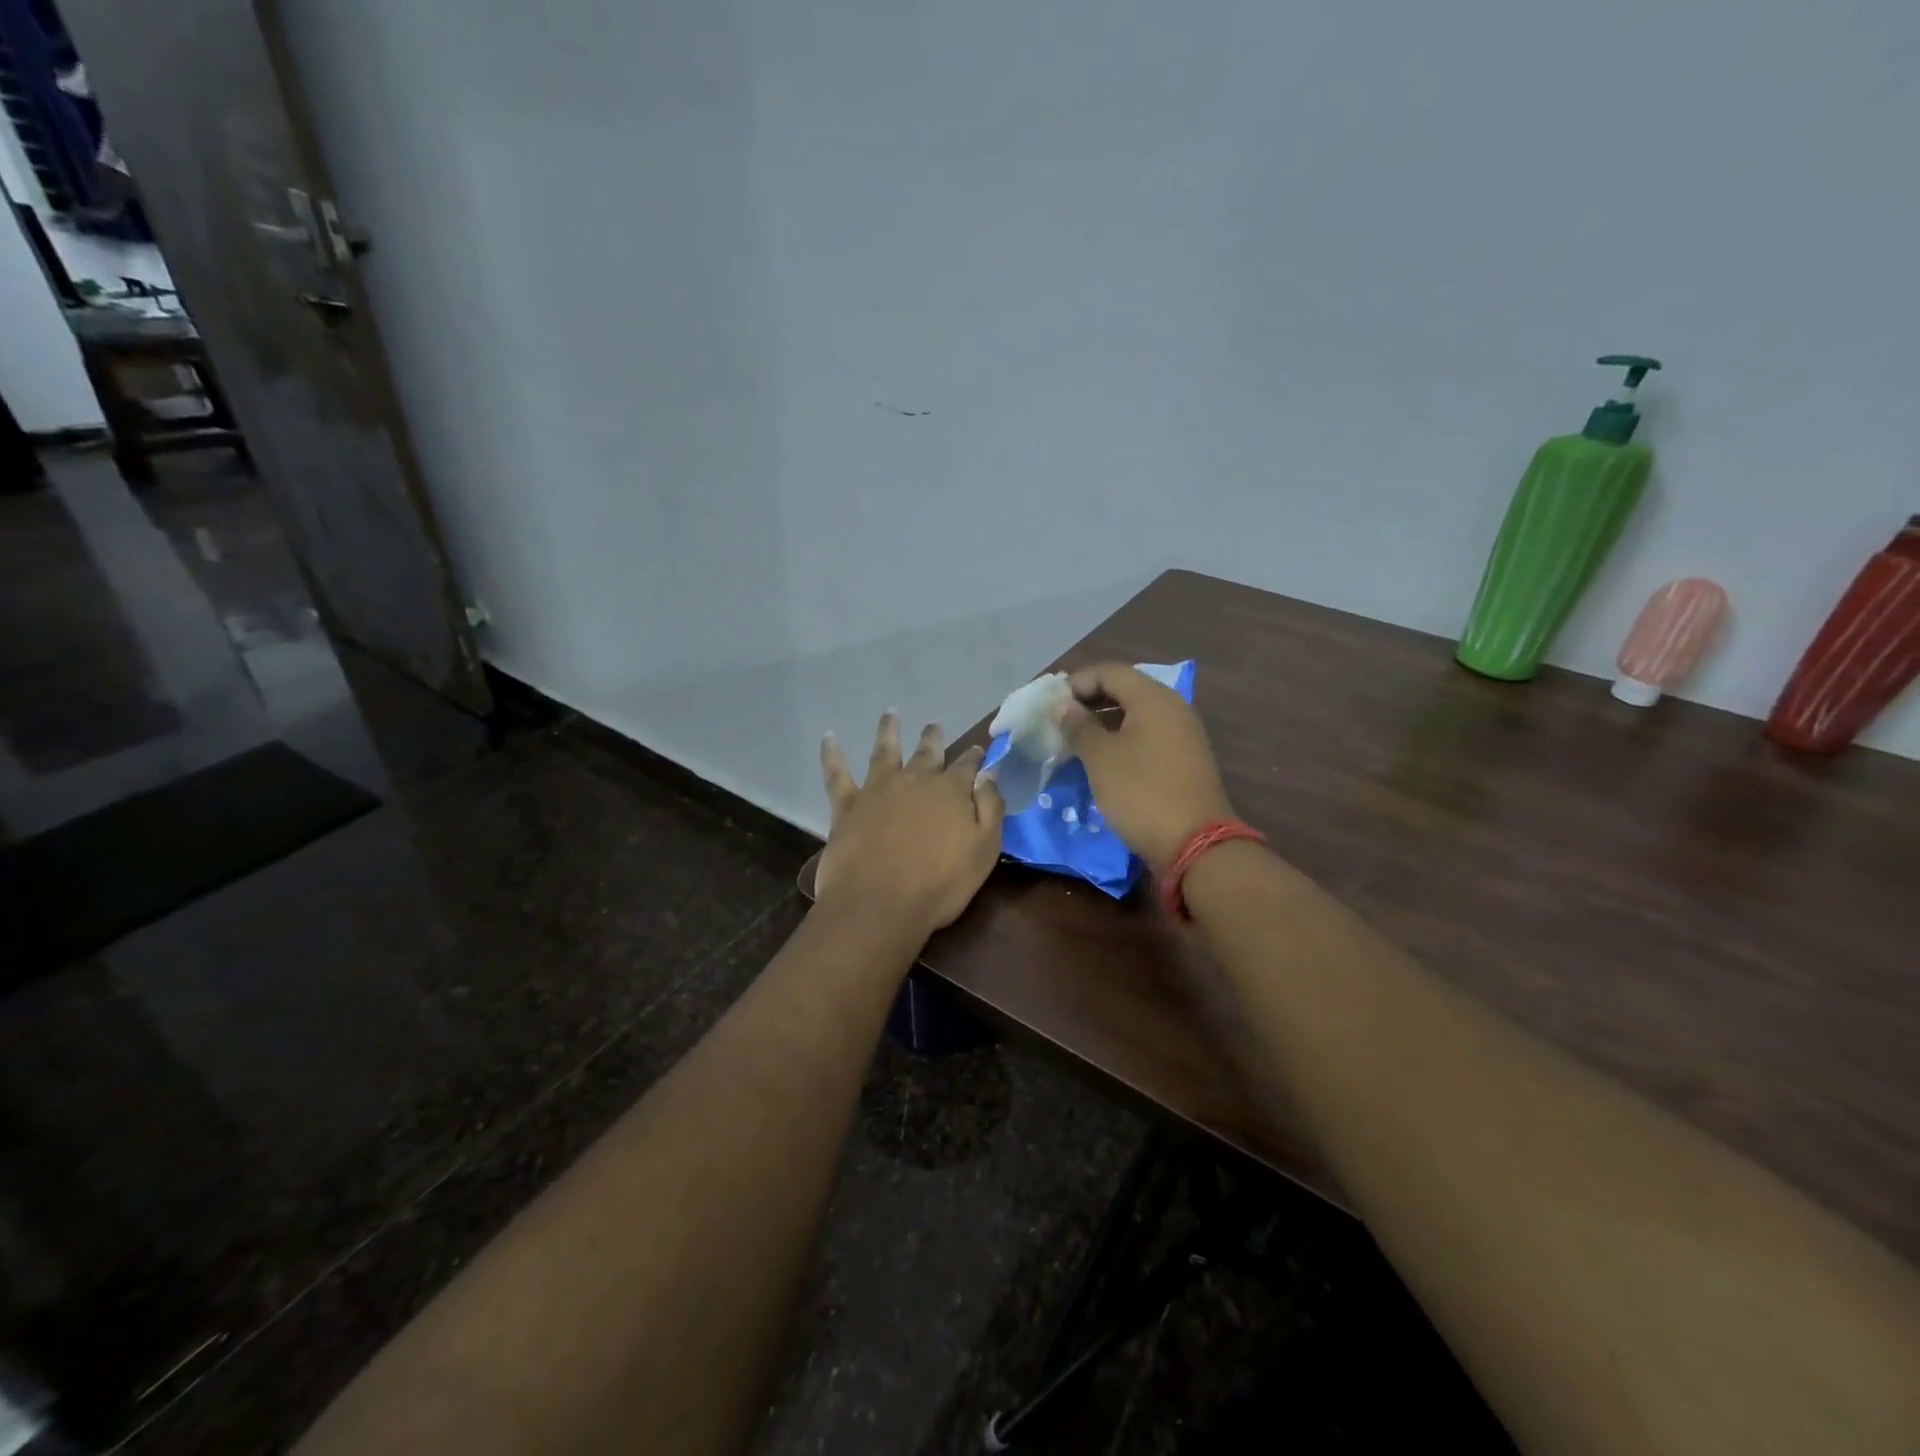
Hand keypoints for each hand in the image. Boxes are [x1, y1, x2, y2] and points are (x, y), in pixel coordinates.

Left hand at [817, 711, 1005, 933]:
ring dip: (888, 730)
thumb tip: (989, 774)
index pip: (968, 765)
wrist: (880, 903)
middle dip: (933, 737)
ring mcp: (878, 789)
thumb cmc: (940, 883)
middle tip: (935, 724)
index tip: (979, 749)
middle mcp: (915, 780)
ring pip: (884, 750)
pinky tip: (829, 737)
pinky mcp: (847, 805)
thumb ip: (990, 808)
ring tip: (890, 713)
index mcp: (951, 791)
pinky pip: (837, 774)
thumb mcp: (984, 849)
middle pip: (927, 752)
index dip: (974, 757)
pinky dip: (832, 754)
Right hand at [1056, 664, 1235, 873]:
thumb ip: (1079, 726)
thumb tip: (1064, 706)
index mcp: (1154, 698)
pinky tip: (1101, 761)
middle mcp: (1173, 708)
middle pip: (1125, 690)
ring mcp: (1182, 734)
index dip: (1077, 682)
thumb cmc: (1142, 793)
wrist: (1195, 844)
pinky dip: (1121, 740)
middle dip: (1089, 701)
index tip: (1050, 704)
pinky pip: (1147, 736)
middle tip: (1059, 721)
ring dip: (1103, 723)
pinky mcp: (1184, 760)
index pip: (1110, 672)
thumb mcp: (1101, 758)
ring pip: (1136, 715)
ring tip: (1074, 742)